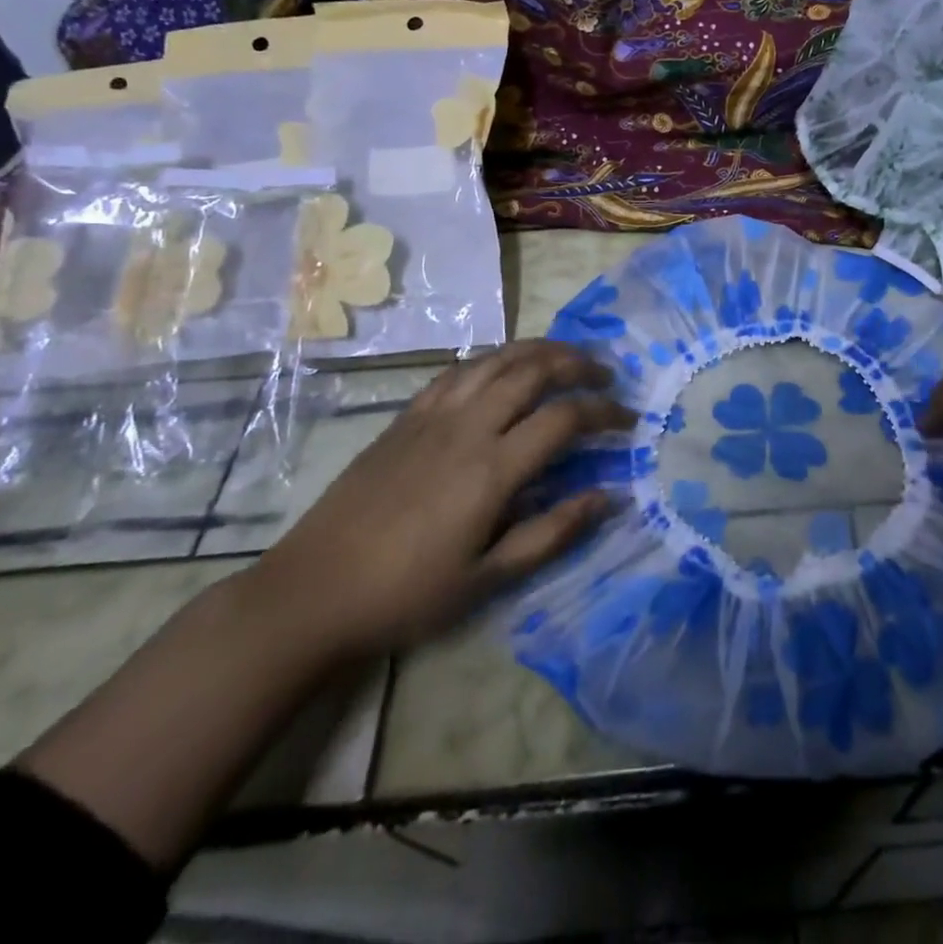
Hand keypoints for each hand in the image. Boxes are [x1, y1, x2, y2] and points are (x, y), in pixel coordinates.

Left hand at [247, 340, 629, 662]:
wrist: (314, 590)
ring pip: (496, 359)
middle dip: (577, 364)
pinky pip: (459, 370)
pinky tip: (504, 367)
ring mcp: (432, 415)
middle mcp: (467, 427)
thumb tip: (608, 497)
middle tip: (604, 375)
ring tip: (566, 356)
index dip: (604, 412)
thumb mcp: (487, 579)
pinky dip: (493, 358)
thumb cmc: (407, 593)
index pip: (564, 418)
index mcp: (491, 468)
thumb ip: (552, 533)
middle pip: (533, 370)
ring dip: (538, 350)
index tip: (628, 420)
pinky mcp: (406, 416)